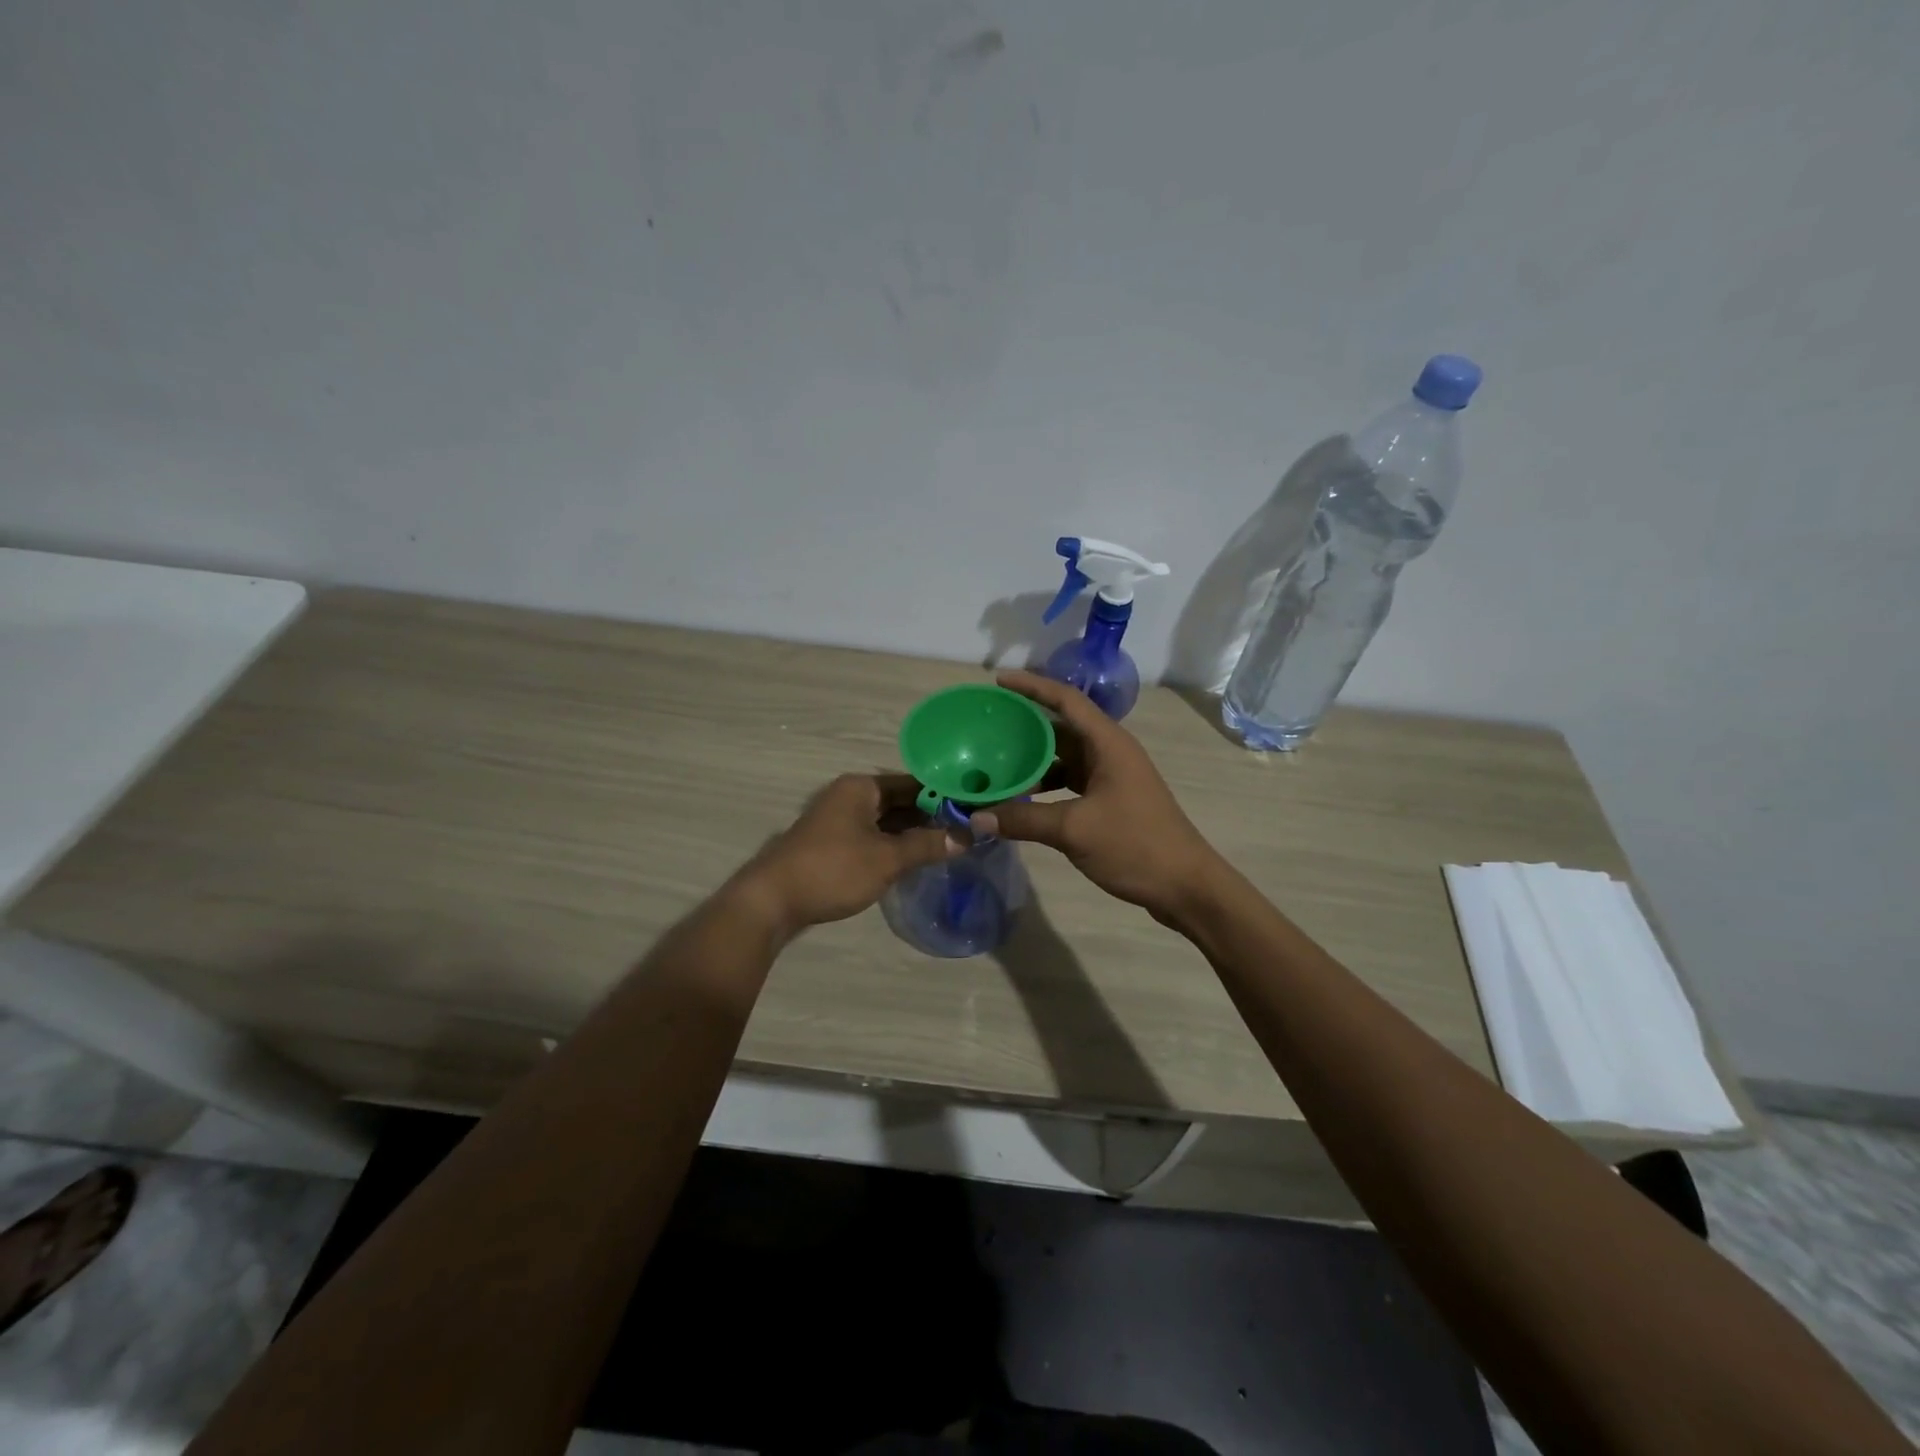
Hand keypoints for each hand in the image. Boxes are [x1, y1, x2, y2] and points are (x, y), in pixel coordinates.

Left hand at [733, 773, 960, 936]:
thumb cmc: (833, 870)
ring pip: (887, 821)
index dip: (944, 794)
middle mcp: (850, 796)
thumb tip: (967, 836)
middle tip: (968, 830)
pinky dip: (894, 846)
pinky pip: (873, 837)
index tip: (973, 808)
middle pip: (900, 801)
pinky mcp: (833, 845)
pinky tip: (916, 860)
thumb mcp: (887, 858)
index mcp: (861, 787)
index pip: (914, 782)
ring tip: (950, 846)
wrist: (772, 901)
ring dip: (913, 833)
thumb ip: (927, 845)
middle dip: (931, 816)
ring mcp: (839, 820)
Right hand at [970, 671, 1221, 922]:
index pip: (1066, 700)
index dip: (1032, 686)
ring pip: (1064, 756)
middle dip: (1025, 724)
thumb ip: (1024, 820)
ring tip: (996, 762)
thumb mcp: (1074, 829)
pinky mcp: (1110, 799)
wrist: (1185, 885)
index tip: (999, 681)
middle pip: (1061, 726)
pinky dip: (1045, 785)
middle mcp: (1109, 752)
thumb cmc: (1135, 845)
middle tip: (987, 726)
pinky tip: (1021, 798)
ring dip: (1033, 759)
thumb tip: (976, 817)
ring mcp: (1111, 776)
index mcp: (1107, 743)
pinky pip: (1070, 780)